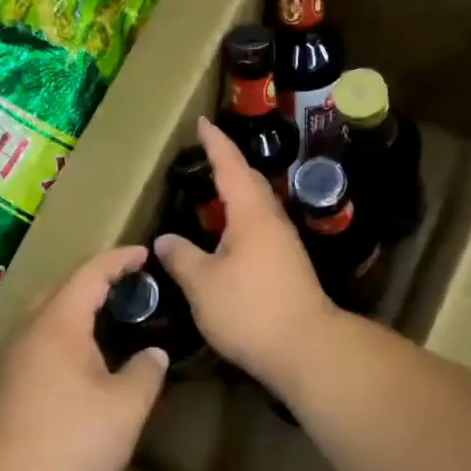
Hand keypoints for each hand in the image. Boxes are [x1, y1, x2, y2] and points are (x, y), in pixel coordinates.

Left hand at [0, 245, 167, 470]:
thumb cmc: (72, 442)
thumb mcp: (126, 407)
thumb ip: (145, 372)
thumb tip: (153, 354)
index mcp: (57, 325)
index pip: (89, 273)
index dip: (119, 259)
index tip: (144, 252)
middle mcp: (28, 333)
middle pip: (61, 289)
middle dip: (94, 279)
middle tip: (128, 284)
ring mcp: (11, 361)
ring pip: (46, 318)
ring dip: (76, 309)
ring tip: (109, 318)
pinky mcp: (6, 387)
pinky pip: (39, 342)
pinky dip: (65, 336)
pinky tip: (83, 361)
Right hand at [154, 117, 338, 393]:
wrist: (305, 347)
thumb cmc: (249, 309)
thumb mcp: (202, 283)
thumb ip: (181, 257)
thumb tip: (165, 240)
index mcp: (251, 213)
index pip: (230, 166)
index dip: (215, 143)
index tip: (202, 122)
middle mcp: (271, 220)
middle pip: (248, 181)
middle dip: (227, 163)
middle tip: (205, 153)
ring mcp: (283, 243)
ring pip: (256, 205)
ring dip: (235, 192)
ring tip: (212, 190)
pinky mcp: (288, 265)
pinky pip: (259, 227)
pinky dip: (239, 219)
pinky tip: (226, 235)